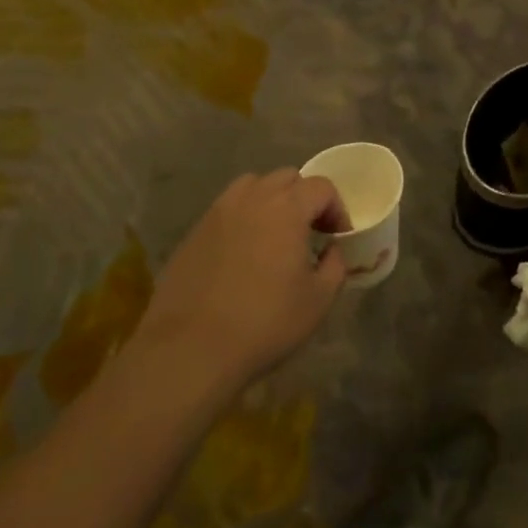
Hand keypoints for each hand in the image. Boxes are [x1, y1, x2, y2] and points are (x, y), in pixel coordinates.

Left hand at [128, 170, 349, 392]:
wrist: (190, 349)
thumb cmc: (264, 323)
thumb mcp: (318, 301)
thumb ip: (335, 265)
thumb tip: (330, 250)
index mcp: (287, 208)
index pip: (321, 187)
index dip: (336, 209)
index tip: (337, 238)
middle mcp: (252, 198)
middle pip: (287, 178)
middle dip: (304, 198)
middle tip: (309, 232)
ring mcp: (219, 212)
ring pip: (253, 186)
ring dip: (271, 200)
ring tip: (274, 234)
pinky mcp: (194, 231)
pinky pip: (227, 209)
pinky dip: (243, 218)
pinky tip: (243, 252)